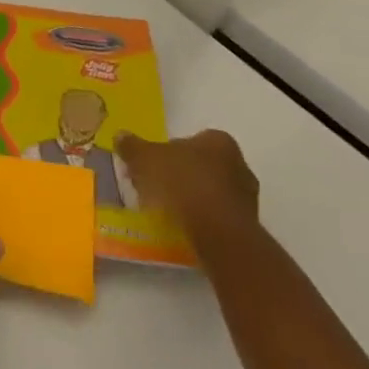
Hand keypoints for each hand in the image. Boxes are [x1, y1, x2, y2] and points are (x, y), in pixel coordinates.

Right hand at [115, 131, 257, 240]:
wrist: (218, 232)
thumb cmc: (182, 183)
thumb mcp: (145, 158)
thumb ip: (132, 146)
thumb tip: (121, 136)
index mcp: (219, 141)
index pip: (192, 139)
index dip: (169, 150)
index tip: (153, 164)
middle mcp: (239, 164)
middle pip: (202, 165)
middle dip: (181, 174)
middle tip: (156, 185)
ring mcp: (247, 197)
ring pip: (211, 191)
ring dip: (192, 197)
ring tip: (166, 209)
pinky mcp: (247, 225)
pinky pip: (217, 215)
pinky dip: (201, 218)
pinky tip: (183, 225)